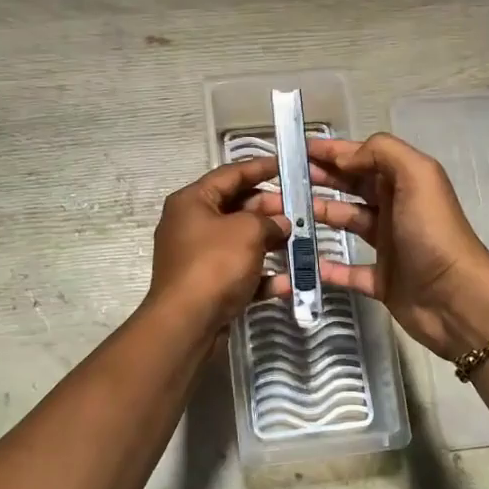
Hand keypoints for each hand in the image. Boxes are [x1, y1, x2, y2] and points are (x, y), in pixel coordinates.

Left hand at [146, 158, 288, 332]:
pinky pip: (240, 273)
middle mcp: (191, 225)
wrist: (187, 322)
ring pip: (241, 242)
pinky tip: (289, 281)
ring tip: (301, 241)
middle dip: (270, 209)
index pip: (230, 174)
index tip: (286, 165)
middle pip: (236, 208)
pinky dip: (262, 275)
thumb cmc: (214, 264)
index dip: (260, 168)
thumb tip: (281, 223)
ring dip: (271, 242)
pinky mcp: (208, 286)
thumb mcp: (247, 232)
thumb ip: (269, 220)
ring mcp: (198, 257)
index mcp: (192, 201)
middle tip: (301, 209)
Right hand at [256, 134, 488, 357]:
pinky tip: (302, 262)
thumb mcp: (417, 176)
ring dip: (317, 216)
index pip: (362, 157)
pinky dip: (326, 267)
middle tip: (281, 180)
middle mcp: (395, 208)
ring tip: (283, 214)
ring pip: (346, 223)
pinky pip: (348, 271)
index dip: (331, 151)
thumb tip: (344, 158)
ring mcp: (388, 245)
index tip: (294, 148)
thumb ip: (381, 153)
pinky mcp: (382, 281)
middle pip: (351, 187)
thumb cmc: (433, 233)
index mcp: (404, 182)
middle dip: (319, 179)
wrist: (456, 299)